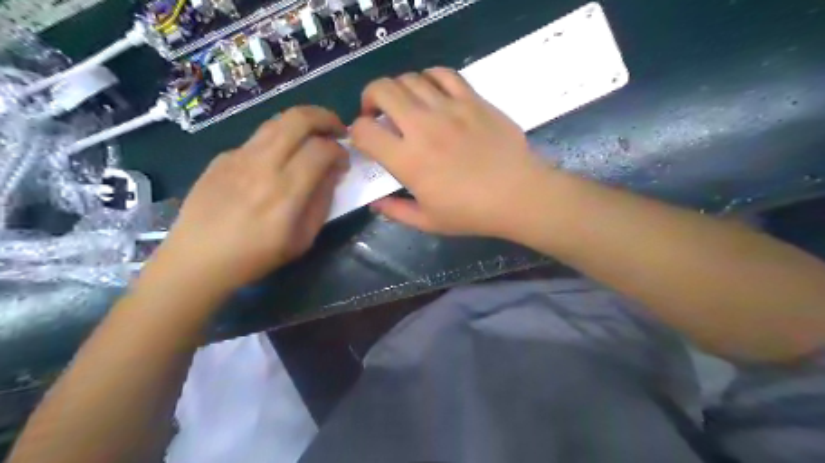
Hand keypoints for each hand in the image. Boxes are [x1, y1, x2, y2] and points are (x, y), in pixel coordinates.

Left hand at [147, 107, 344, 294]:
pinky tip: (278, 161)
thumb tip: (332, 173)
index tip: (344, 162)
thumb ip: (322, 202)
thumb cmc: (256, 256)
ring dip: (302, 123)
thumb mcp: (302, 239)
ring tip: (312, 137)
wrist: (197, 259)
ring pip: (276, 121)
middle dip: (326, 118)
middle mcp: (262, 165)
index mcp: (285, 191)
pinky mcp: (222, 157)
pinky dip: (278, 141)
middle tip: (337, 130)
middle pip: (298, 119)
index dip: (340, 151)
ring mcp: (238, 157)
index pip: (322, 149)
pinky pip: (258, 139)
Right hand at [350, 66, 553, 238]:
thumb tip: (374, 203)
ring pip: (409, 78)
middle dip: (369, 98)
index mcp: (408, 160)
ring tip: (404, 105)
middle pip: (381, 90)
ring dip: (398, 89)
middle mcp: (422, 127)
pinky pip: (443, 74)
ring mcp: (449, 108)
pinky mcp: (472, 100)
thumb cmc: (472, 213)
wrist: (518, 195)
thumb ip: (396, 211)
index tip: (365, 140)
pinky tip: (431, 92)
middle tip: (376, 113)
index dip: (356, 133)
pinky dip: (429, 78)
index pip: (364, 131)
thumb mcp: (428, 222)